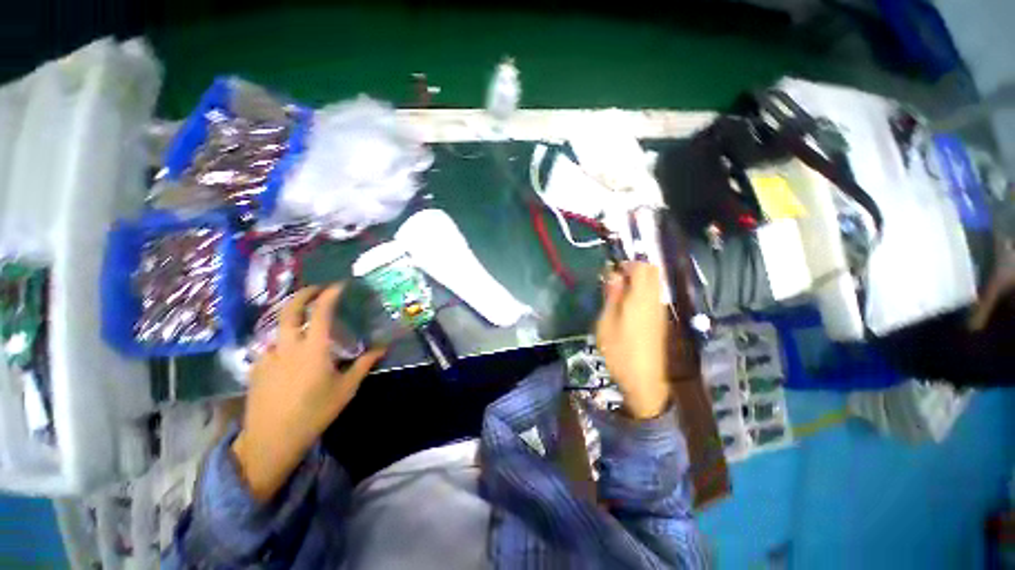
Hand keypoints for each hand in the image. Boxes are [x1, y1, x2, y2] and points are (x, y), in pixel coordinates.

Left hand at [232, 285, 384, 501]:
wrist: (272, 439)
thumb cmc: (315, 412)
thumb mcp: (346, 389)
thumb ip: (363, 364)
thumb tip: (382, 348)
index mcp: (313, 349)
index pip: (320, 313)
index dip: (329, 295)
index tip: (339, 285)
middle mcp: (288, 346)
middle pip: (290, 310)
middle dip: (303, 294)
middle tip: (316, 289)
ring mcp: (269, 356)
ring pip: (279, 328)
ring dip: (293, 320)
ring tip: (305, 326)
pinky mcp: (257, 367)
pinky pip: (272, 347)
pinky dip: (284, 343)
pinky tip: (290, 356)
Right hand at [595, 262, 670, 419]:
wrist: (645, 381)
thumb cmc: (620, 351)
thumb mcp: (607, 322)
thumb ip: (612, 296)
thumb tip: (614, 275)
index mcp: (641, 298)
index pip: (642, 267)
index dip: (628, 263)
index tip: (612, 270)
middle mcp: (655, 300)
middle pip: (652, 272)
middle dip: (634, 270)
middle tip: (614, 281)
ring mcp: (660, 310)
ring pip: (653, 284)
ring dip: (637, 282)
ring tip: (617, 294)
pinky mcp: (660, 320)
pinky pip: (653, 296)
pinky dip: (641, 293)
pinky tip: (626, 307)